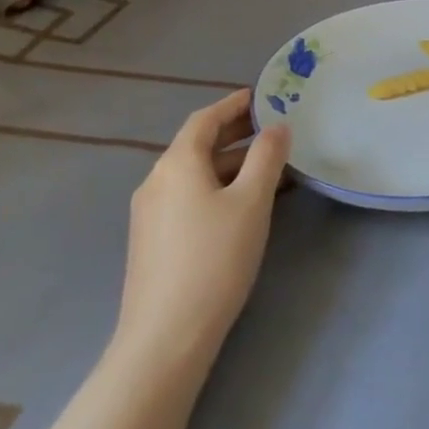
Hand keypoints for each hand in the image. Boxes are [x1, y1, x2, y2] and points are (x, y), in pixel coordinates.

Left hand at [117, 90, 290, 372]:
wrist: (167, 333)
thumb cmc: (215, 257)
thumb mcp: (252, 202)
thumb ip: (267, 158)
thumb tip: (278, 128)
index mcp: (177, 164)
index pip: (205, 120)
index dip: (234, 104)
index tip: (262, 96)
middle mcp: (157, 181)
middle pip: (197, 145)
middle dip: (235, 132)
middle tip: (274, 127)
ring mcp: (151, 212)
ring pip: (195, 173)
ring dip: (230, 161)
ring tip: (269, 164)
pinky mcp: (154, 239)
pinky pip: (189, 195)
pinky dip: (218, 185)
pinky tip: (243, 202)